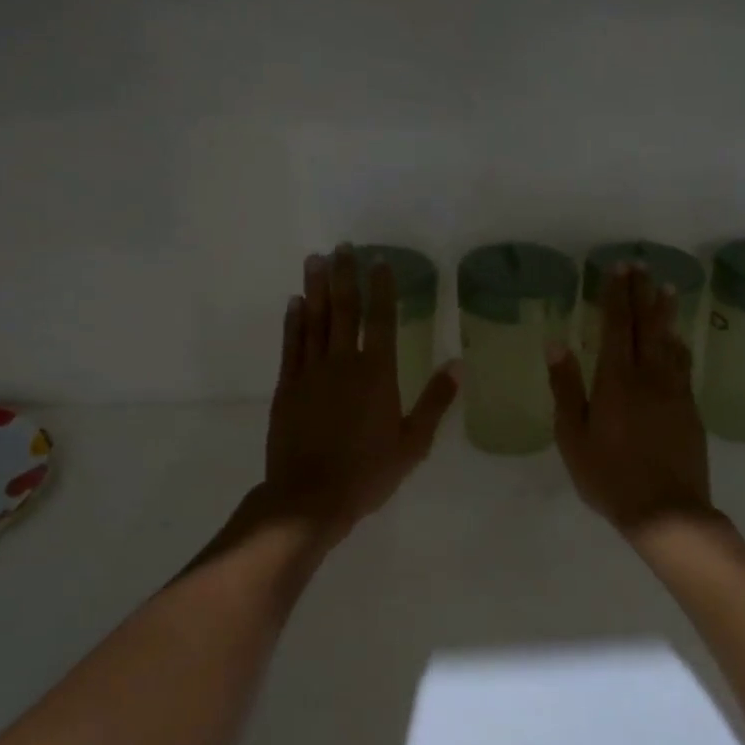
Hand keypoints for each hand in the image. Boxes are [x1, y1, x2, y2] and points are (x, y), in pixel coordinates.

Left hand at [261, 245, 458, 548]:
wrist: (310, 497)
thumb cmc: (368, 472)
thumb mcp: (413, 443)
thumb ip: (435, 401)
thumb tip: (458, 364)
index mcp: (377, 373)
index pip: (381, 319)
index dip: (381, 288)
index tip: (378, 261)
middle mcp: (343, 363)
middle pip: (343, 310)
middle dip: (343, 276)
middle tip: (341, 247)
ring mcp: (310, 372)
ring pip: (314, 320)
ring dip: (315, 288)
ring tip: (315, 260)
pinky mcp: (287, 387)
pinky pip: (291, 345)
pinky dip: (293, 321)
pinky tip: (294, 303)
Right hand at [548, 265, 716, 537]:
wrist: (665, 509)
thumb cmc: (608, 476)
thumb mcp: (573, 436)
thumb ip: (566, 388)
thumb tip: (556, 344)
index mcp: (615, 381)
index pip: (616, 327)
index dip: (617, 296)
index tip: (619, 269)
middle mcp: (649, 377)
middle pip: (646, 326)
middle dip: (642, 295)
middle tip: (643, 266)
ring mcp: (674, 392)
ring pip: (670, 343)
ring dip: (666, 314)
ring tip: (667, 290)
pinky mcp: (690, 409)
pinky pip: (683, 366)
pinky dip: (679, 346)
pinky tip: (678, 341)